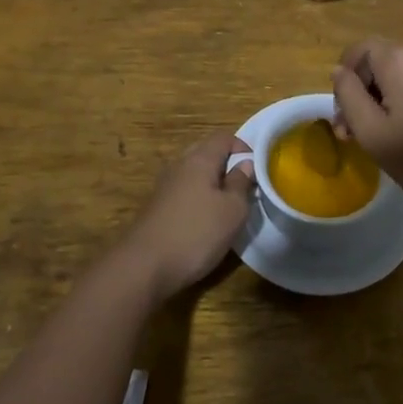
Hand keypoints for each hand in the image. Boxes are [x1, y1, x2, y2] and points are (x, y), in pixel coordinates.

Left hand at [119, 132, 255, 299]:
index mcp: (199, 159)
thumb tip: (245, 165)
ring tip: (228, 206)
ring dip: (213, 184)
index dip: (244, 148)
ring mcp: (165, 186)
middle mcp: (179, 165)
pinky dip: (198, 198)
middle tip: (245, 187)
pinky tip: (205, 221)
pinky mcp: (157, 207)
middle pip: (207, 152)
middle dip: (228, 165)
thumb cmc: (196, 233)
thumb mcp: (232, 211)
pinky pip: (184, 191)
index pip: (224, 137)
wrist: (144, 266)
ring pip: (194, 173)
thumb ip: (241, 184)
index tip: (258, 170)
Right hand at [331, 36, 402, 227]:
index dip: (344, 83)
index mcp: (400, 56)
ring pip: (401, 73)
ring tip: (384, 139)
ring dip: (385, 99)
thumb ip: (349, 97)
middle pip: (379, 61)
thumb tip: (339, 72)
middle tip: (358, 136)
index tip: (345, 120)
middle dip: (364, 93)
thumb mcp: (374, 135)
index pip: (357, 52)